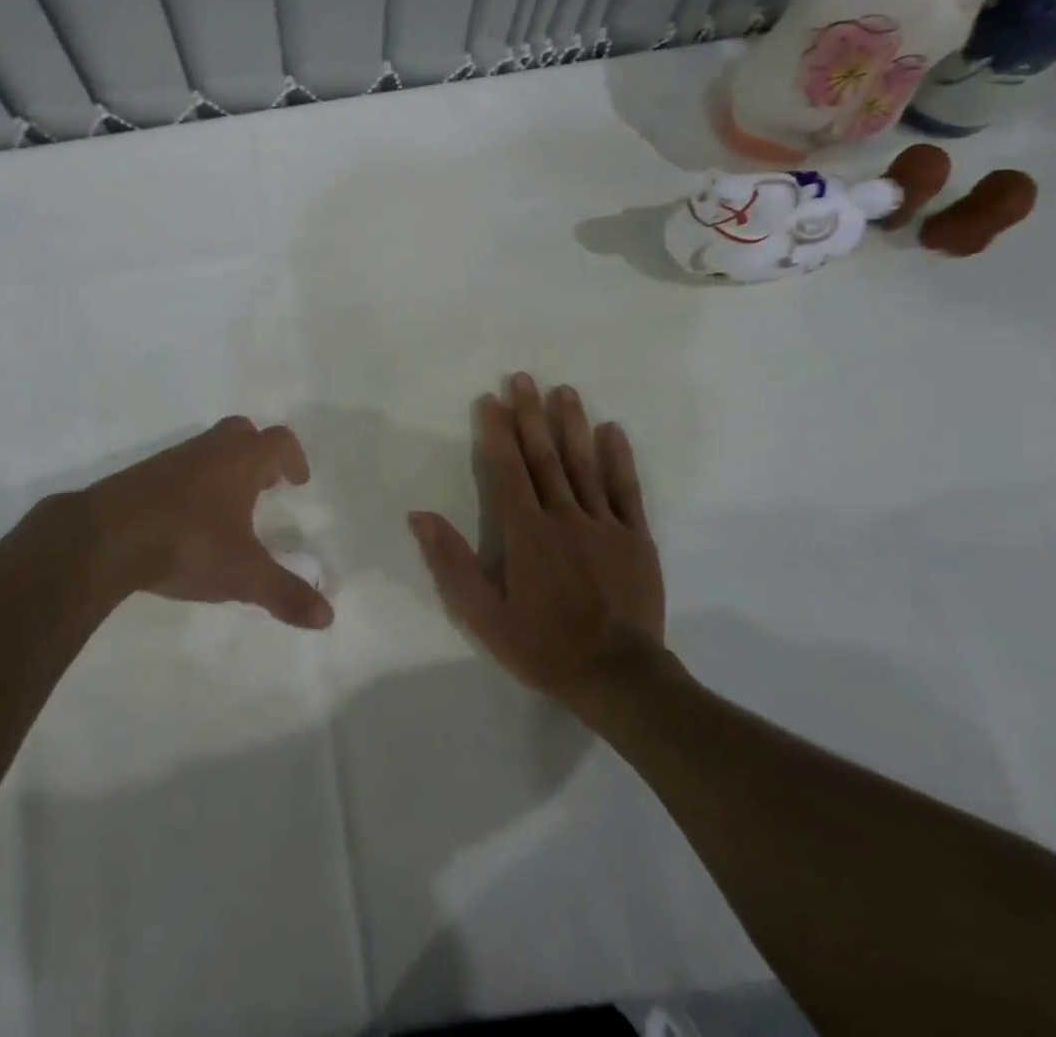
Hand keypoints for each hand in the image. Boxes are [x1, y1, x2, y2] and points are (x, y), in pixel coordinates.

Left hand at [74, 416, 333, 628]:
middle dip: (258, 454)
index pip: (277, 440)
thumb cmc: (187, 544)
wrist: (106, 537)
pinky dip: (193, 484)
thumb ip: (285, 593)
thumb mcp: (243, 575)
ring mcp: (172, 460)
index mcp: (240, 462)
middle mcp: (208, 451)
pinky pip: (179, 469)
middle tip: (266, 486)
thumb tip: (328, 617)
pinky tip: (188, 520)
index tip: (298, 482)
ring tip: (228, 510)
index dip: (293, 458)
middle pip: (241, 432)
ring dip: (224, 469)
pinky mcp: (142, 476)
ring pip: (207, 450)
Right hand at [410, 374, 667, 709]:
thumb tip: (419, 515)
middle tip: (523, 378)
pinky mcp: (636, 538)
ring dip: (572, 424)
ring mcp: (604, 524)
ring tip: (564, 390)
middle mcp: (564, 516)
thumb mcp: (482, 614)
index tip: (490, 400)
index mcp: (526, 532)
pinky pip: (626, 490)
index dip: (497, 432)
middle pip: (545, 456)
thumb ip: (451, 562)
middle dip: (531, 415)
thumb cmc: (542, 645)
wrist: (618, 677)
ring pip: (585, 464)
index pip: (508, 469)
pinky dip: (618, 458)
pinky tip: (612, 430)